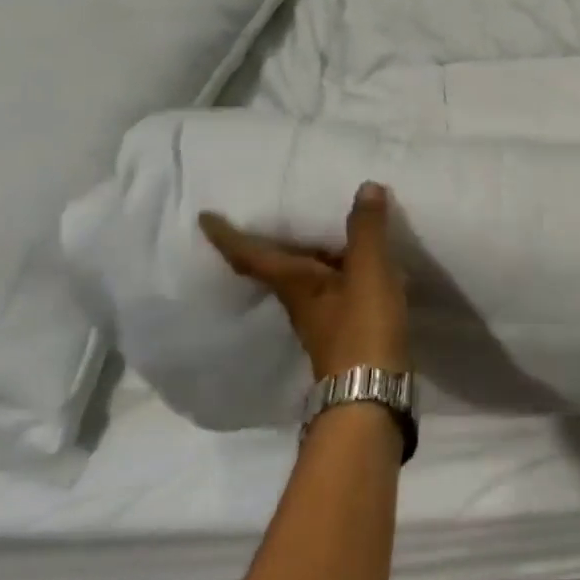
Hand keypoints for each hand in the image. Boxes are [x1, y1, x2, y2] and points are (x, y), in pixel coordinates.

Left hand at [198, 182, 408, 379]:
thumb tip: (365, 187)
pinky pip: (333, 288)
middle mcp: (299, 300)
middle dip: (270, 242)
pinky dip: (339, 269)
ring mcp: (320, 318)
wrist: (373, 392)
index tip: (205, 218)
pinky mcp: (344, 329)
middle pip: (277, 266)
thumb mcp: (368, 272)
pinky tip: (358, 263)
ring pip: (306, 278)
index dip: (227, 236)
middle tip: (270, 212)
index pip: (251, 256)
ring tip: (321, 228)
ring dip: (309, 254)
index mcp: (294, 283)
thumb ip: (366, 230)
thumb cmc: (362, 327)